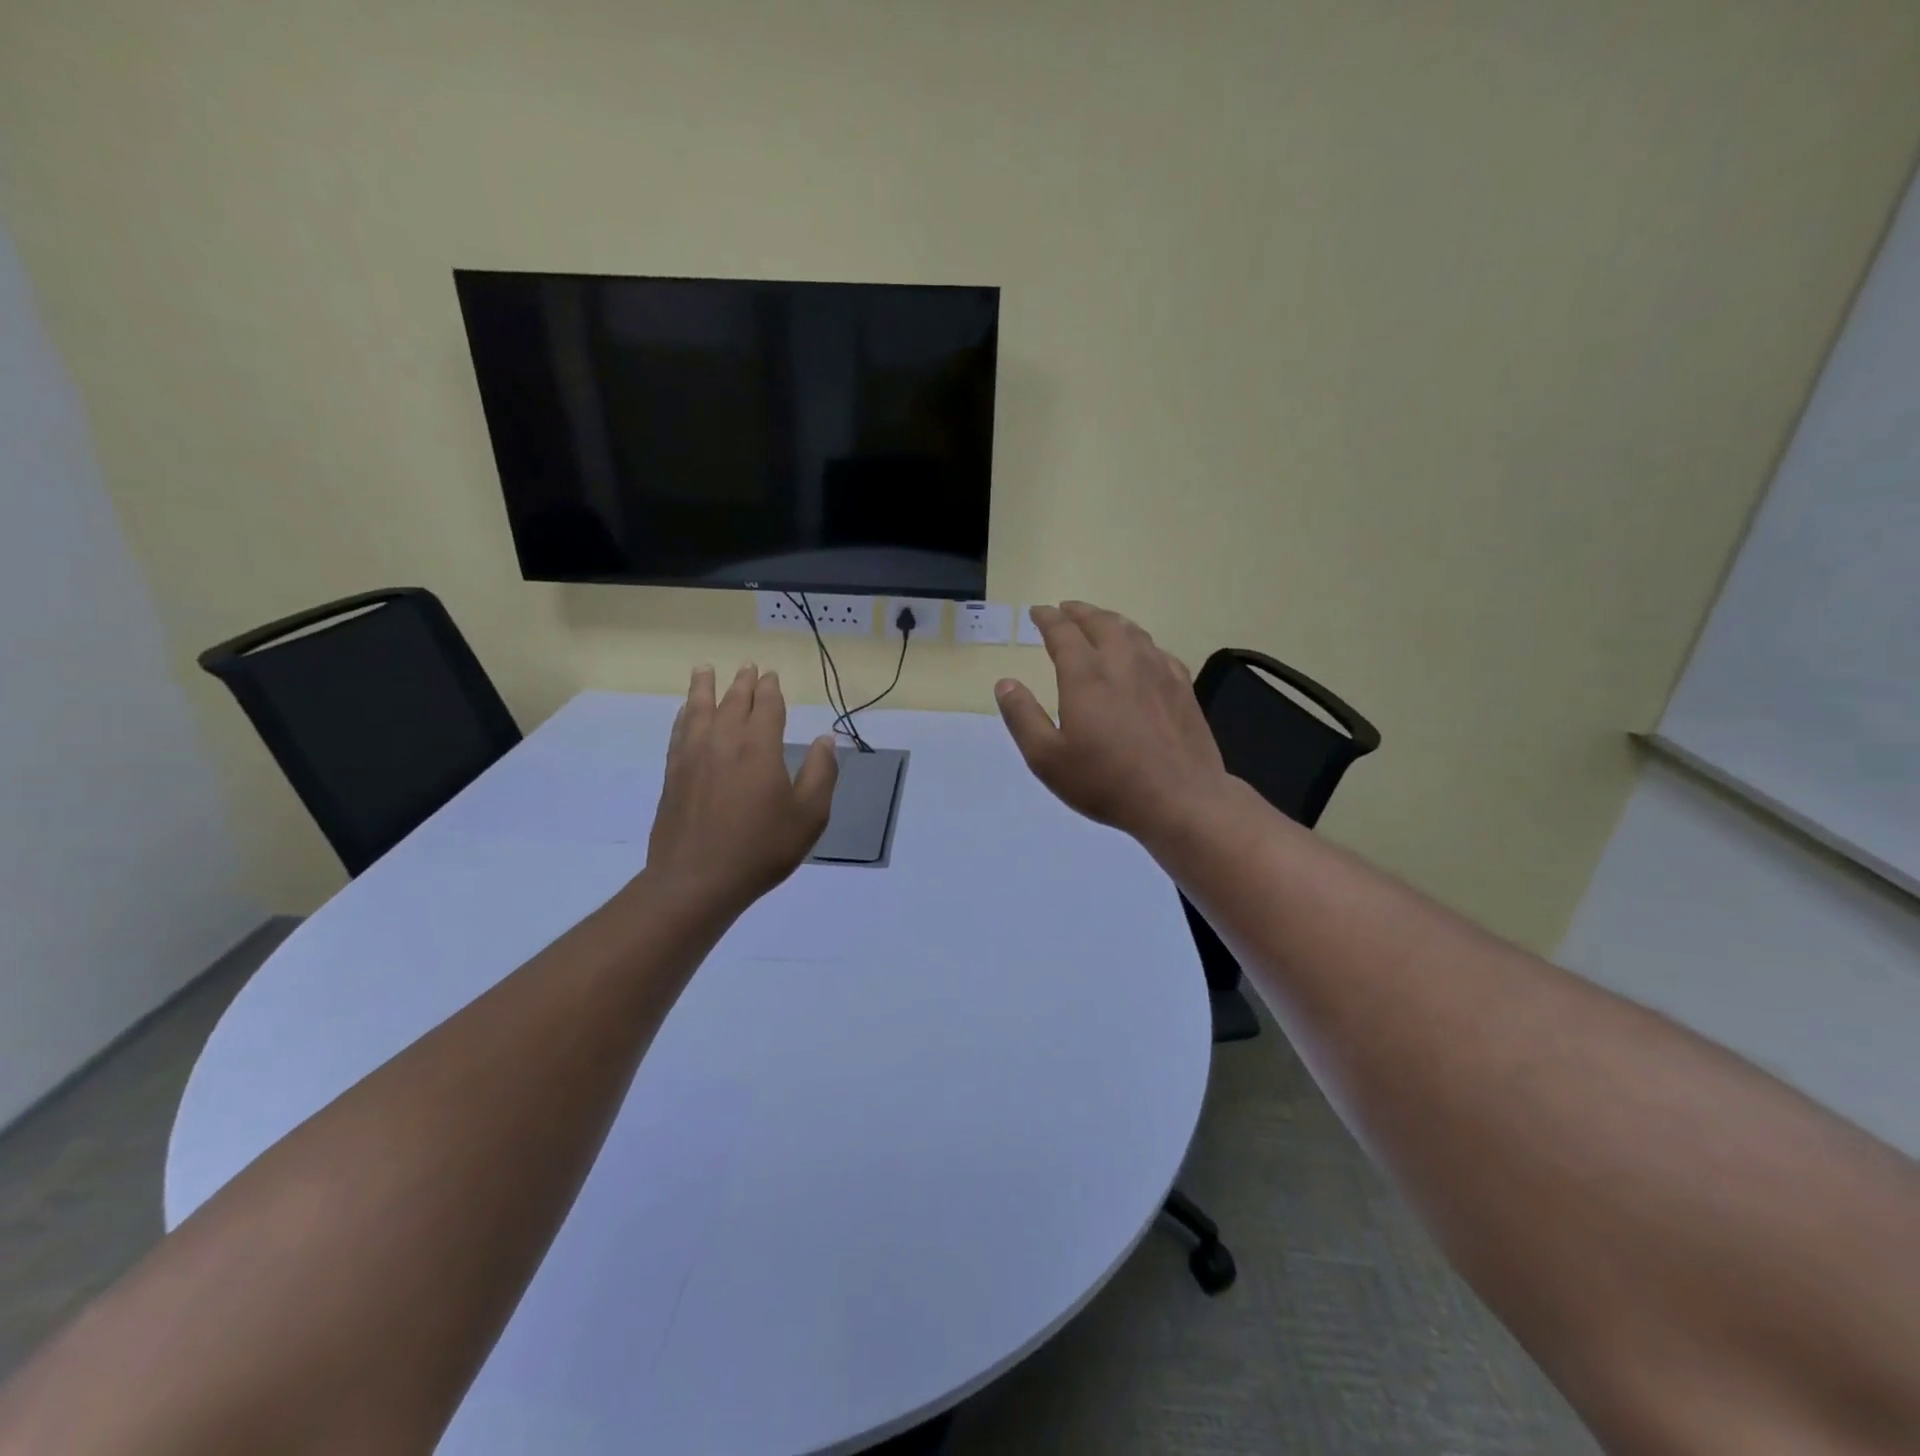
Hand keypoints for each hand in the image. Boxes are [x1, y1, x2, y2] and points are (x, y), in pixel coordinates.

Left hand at [646, 664, 837, 911]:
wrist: (696, 880)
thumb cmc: (761, 848)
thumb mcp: (809, 815)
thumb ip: (820, 773)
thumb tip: (825, 740)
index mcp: (759, 746)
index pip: (766, 706)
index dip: (770, 689)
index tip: (772, 676)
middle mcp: (723, 741)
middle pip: (732, 701)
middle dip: (742, 683)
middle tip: (748, 667)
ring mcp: (693, 756)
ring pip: (699, 710)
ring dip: (704, 688)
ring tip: (704, 669)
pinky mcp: (673, 775)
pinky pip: (679, 732)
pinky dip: (685, 715)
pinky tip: (686, 713)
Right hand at [995, 602, 1228, 841]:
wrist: (1179, 798)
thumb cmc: (1105, 780)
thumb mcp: (1047, 758)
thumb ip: (1022, 717)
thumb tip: (1005, 683)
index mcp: (1086, 675)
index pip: (1063, 632)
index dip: (1048, 618)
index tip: (1037, 612)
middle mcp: (1122, 662)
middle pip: (1100, 622)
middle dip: (1079, 612)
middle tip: (1066, 609)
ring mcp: (1158, 672)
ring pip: (1132, 631)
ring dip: (1110, 620)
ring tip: (1099, 622)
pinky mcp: (1182, 688)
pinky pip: (1158, 650)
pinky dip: (1140, 642)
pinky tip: (1141, 653)